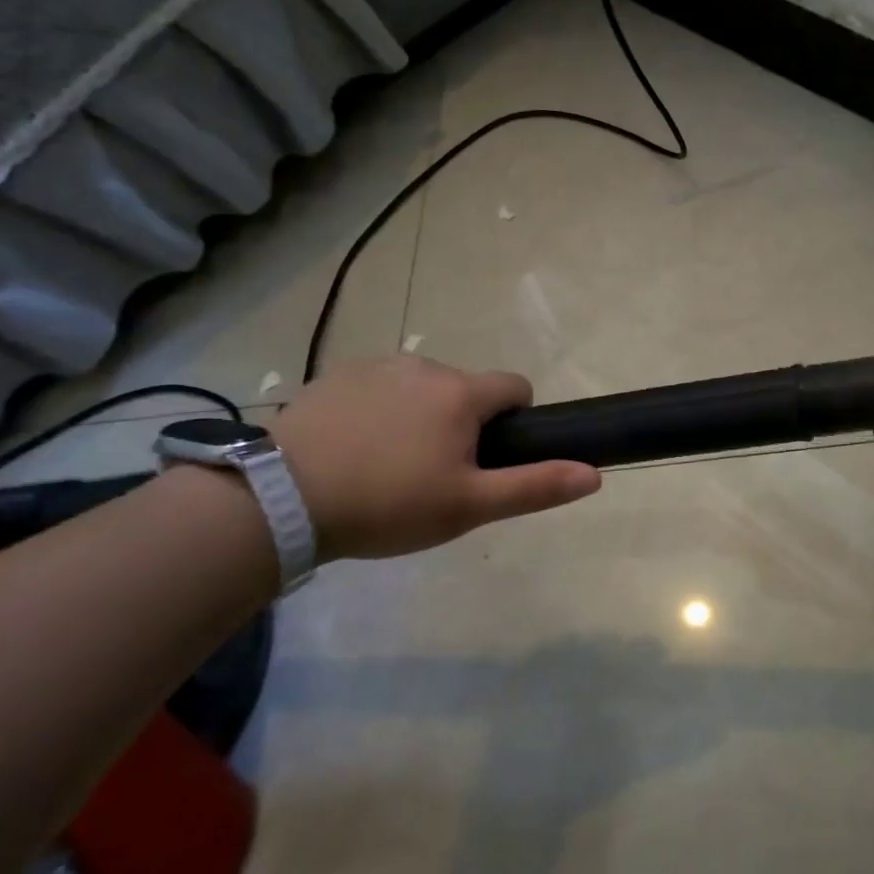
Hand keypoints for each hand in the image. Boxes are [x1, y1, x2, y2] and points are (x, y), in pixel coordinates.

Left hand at [269, 356, 599, 559]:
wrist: (278, 500)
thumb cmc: (388, 504)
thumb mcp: (470, 506)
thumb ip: (535, 486)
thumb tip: (595, 474)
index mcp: (462, 394)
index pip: (516, 387)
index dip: (516, 419)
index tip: (492, 456)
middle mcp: (424, 366)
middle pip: (466, 390)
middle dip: (464, 423)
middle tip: (436, 474)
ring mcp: (374, 367)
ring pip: (422, 388)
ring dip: (421, 415)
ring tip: (389, 465)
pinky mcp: (333, 376)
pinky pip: (378, 388)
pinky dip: (379, 411)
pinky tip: (353, 450)